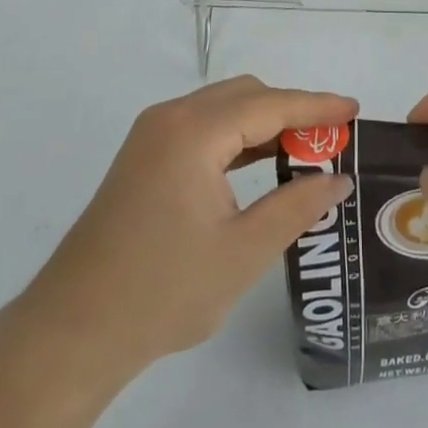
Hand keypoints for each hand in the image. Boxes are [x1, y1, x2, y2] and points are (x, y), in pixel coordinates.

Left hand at [0, 76, 357, 381]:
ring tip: (308, 150)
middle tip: (334, 140)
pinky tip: (263, 163)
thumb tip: (339, 179)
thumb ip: (296, 207)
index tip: (355, 109)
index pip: (269, 104)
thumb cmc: (162, 292)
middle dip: (292, 111)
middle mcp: (170, 118)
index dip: (316, 106)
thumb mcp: (242, 252)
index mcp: (193, 132)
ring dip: (265, 123)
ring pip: (223, 110)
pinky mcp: (144, 158)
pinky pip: (203, 129)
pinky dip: (238, 139)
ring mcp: (152, 136)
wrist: (72, 331)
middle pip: (245, 96)